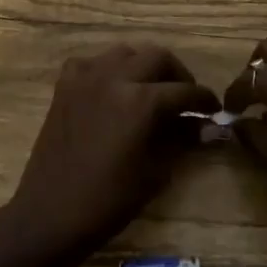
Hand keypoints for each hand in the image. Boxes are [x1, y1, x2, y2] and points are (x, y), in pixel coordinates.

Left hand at [5, 44, 217, 260]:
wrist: (51, 213)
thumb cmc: (109, 200)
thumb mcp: (155, 171)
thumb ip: (181, 139)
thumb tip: (203, 125)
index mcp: (141, 101)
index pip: (184, 90)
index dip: (205, 99)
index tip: (215, 109)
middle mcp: (114, 78)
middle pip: (157, 57)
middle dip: (177, 75)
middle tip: (185, 98)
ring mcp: (85, 78)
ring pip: (125, 52)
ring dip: (144, 66)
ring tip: (151, 89)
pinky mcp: (64, 87)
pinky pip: (91, 63)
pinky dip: (107, 69)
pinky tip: (112, 89)